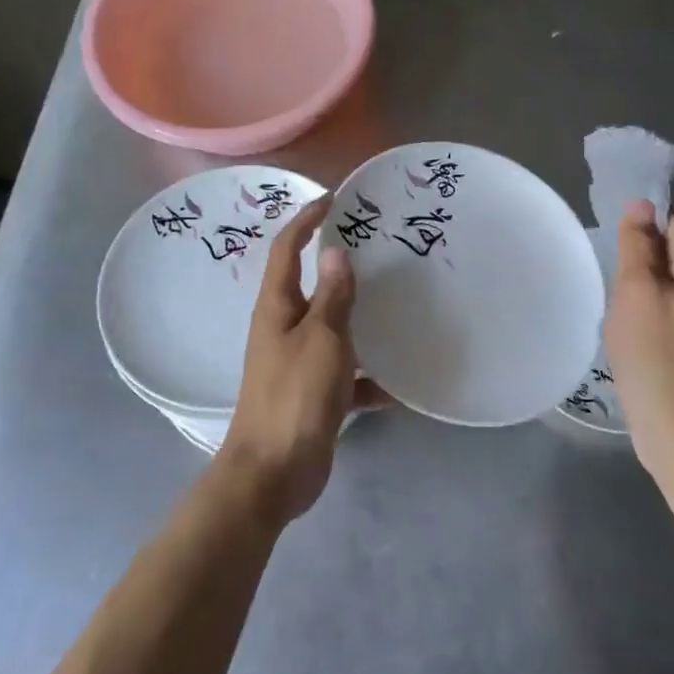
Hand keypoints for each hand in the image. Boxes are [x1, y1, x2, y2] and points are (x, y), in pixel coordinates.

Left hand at [220, 196, 383, 524]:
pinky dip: (369, 377)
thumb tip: (336, 251)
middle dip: (338, 265)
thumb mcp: (321, 340)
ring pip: (332, 329)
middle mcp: (283, 328)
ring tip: (396, 303)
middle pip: (310, 286)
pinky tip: (400, 383)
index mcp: (277, 308)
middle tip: (375, 247)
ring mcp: (297, 363)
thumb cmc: (294, 397)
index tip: (334, 199)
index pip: (287, 250)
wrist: (274, 474)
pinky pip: (347, 374)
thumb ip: (333, 297)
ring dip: (359, 318)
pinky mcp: (313, 394)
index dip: (306, 220)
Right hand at [605, 201, 673, 477]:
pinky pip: (661, 311)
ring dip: (637, 286)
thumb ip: (639, 246)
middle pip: (668, 254)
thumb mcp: (638, 291)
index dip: (641, 223)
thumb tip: (643, 204)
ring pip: (663, 284)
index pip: (671, 224)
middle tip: (605, 268)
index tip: (610, 235)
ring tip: (610, 297)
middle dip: (637, 256)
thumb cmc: (655, 354)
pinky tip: (623, 326)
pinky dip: (642, 311)